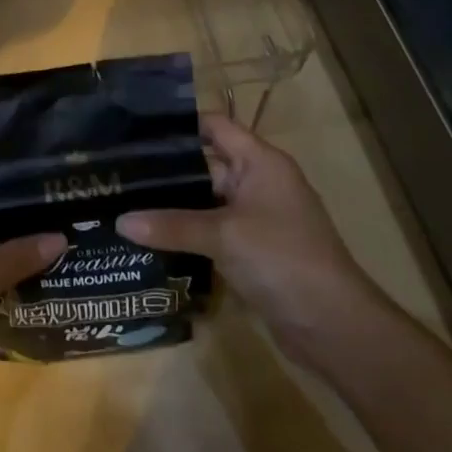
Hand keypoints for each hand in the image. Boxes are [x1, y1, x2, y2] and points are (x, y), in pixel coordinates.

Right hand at [114, 112, 381, 360]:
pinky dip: (185, 232)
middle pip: (205, 164)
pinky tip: (149, 237)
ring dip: (172, 205)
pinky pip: (211, 230)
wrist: (334, 326)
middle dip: (165, 169)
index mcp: (260, 162)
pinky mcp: (252, 250)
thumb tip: (120, 222)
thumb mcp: (223, 236)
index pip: (214, 126)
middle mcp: (259, 182)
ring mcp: (256, 218)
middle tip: (117, 170)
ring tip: (124, 201)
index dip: (178, 125)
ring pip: (205, 200)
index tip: (134, 130)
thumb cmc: (282, 259)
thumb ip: (170, 225)